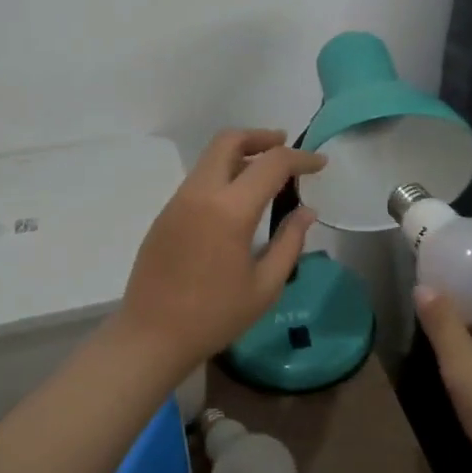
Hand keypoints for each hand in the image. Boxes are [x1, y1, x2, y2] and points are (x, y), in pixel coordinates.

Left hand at [117, 129, 324, 373]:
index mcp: (229, 210)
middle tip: (285, 146)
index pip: (271, 164)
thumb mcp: (265, 286)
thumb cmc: (215, 316)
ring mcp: (177, 201)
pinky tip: (237, 200)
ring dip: (240, 154)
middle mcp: (200, 194)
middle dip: (261, 137)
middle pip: (229, 141)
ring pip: (210, 158)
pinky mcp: (165, 214)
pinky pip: (198, 179)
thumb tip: (306, 211)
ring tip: (265, 174)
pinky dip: (222, 174)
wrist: (151, 336)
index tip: (320, 163)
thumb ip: (290, 242)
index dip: (300, 158)